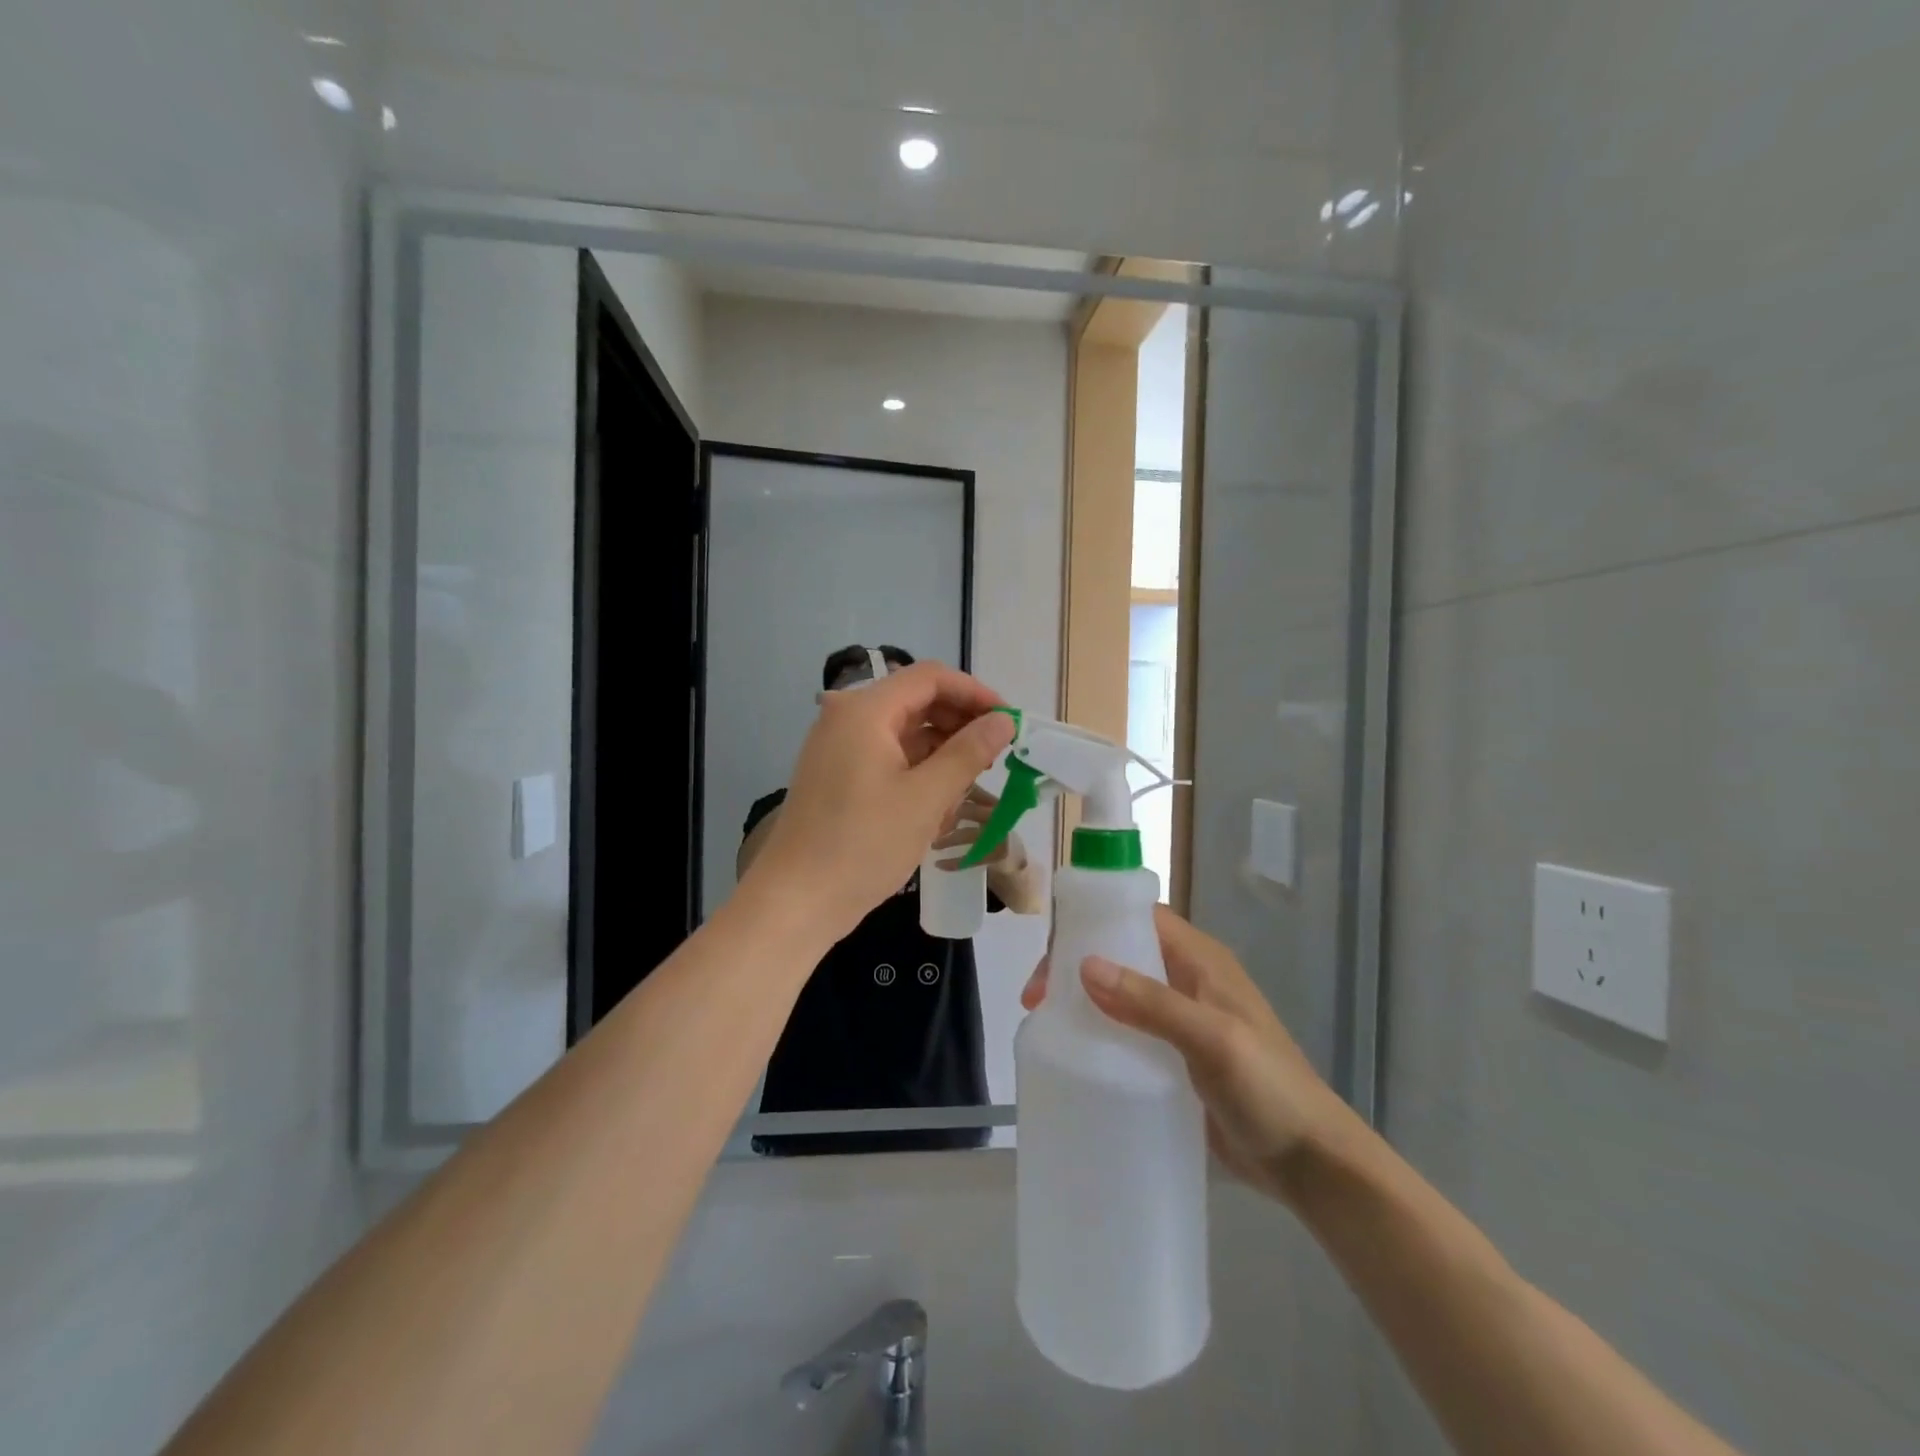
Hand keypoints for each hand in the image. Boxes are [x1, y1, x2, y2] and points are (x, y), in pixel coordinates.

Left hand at [744, 662, 1015, 941]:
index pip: (930, 678)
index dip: (974, 693)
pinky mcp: (838, 774)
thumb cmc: (863, 845)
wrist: (795, 900)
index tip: (1008, 721)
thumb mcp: (926, 798)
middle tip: (995, 755)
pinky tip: (938, 804)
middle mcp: (848, 717)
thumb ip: (968, 753)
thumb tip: (1003, 722)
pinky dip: (917, 771)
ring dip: (941, 751)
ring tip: (969, 786)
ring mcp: (839, 746)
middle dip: (959, 724)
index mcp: (865, 710)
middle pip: (916, 701)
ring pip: (904, 732)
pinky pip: (887, 756)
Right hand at [1021, 906, 1359, 1204]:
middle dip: (1077, 966)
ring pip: (1121, 991)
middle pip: (1122, 953)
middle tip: (1037, 1000)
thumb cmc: (1269, 1090)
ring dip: (1084, 1000)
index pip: (1138, 919)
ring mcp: (1182, 1020)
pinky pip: (1129, 1030)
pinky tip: (1077, 1054)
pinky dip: (1100, 1033)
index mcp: (1201, 960)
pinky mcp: (1176, 1057)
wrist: (1312, 1163)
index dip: (1093, 925)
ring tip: (1046, 1025)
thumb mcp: (1212, 1040)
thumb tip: (1085, 965)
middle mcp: (1188, 980)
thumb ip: (1151, 1002)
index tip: (1052, 956)